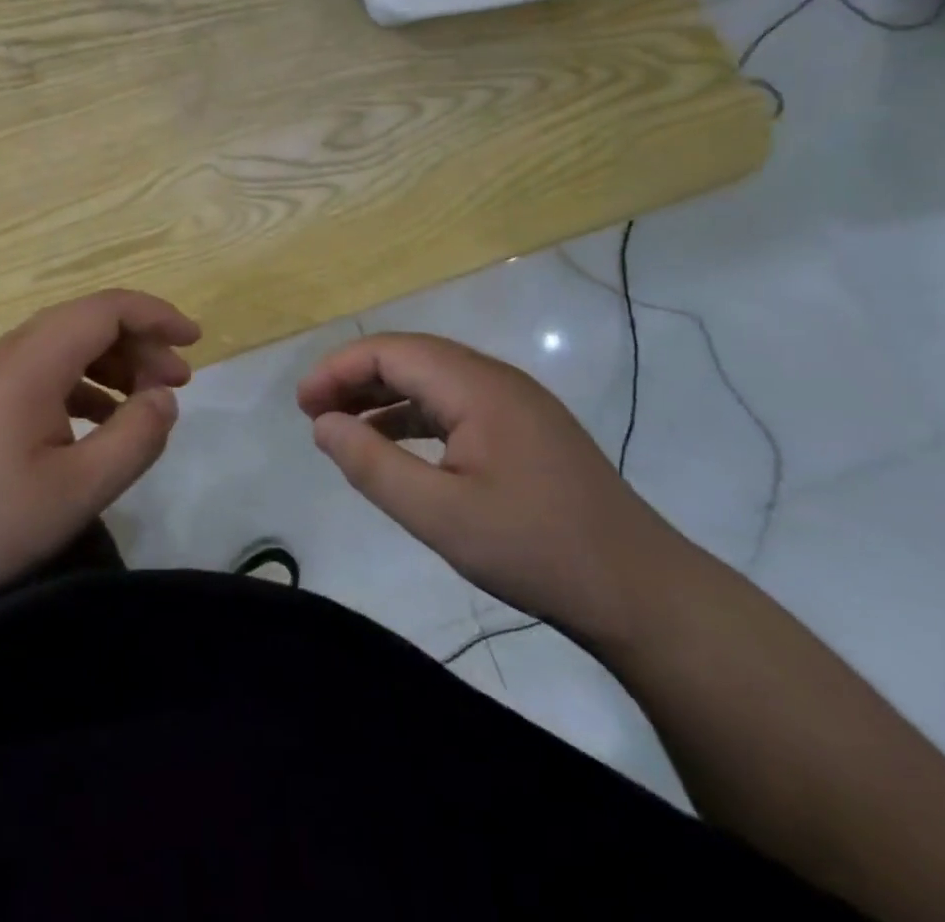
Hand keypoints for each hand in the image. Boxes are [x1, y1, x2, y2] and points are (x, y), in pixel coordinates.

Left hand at [0, 289, 199, 610]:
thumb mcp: (78, 490)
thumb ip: (135, 438)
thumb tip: (164, 399)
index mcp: (32, 361)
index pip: (106, 309)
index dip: (156, 315)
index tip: (196, 340)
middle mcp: (8, 353)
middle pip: (86, 321)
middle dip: (139, 342)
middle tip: (178, 381)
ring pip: (64, 346)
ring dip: (112, 363)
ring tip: (146, 401)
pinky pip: (43, 373)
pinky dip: (82, 385)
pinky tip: (99, 422)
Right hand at [298, 333, 691, 646]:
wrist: (642, 592)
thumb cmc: (536, 549)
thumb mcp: (440, 515)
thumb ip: (373, 466)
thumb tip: (323, 424)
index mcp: (476, 386)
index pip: (390, 351)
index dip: (338, 369)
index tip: (302, 405)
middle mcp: (495, 379)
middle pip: (409, 357)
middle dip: (354, 378)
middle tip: (313, 414)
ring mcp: (514, 403)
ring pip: (431, 379)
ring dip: (381, 395)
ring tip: (341, 426)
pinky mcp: (523, 429)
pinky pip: (453, 404)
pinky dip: (412, 416)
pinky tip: (393, 445)